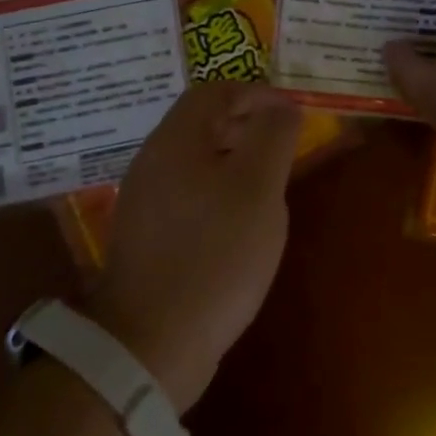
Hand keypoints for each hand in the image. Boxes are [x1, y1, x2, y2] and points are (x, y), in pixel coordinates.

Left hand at [88, 81, 301, 411]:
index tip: (291, 113)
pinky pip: (186, 193)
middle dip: (246, 124)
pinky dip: (217, 191)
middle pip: (201, 122)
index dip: (256, 93)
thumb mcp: (258, 188)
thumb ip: (273, 136)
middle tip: (284, 146)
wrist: (150, 345)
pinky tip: (238, 224)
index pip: (215, 91)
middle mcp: (152, 160)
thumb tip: (283, 106)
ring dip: (233, 159)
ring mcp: (144, 200)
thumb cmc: (214, 255)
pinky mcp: (146, 236)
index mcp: (175, 140)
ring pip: (195, 160)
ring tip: (268, 184)